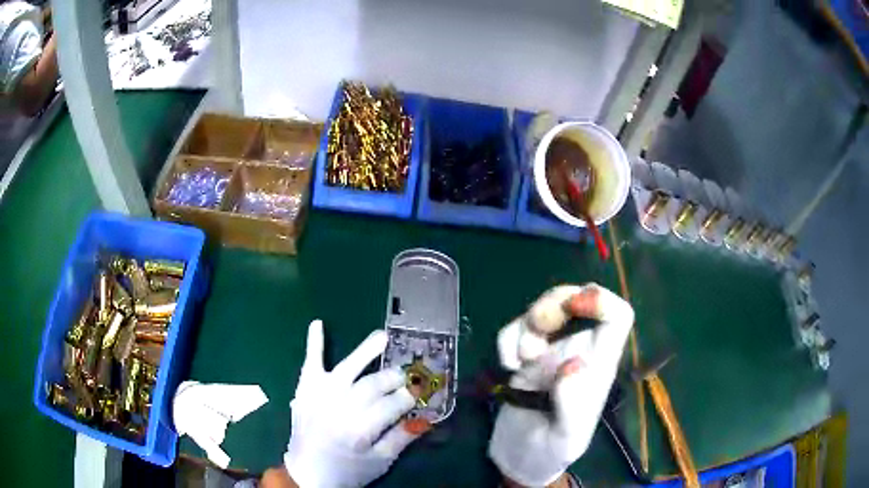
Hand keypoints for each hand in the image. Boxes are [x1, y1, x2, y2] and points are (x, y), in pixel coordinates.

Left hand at [283, 320, 429, 487]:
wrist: (307, 475)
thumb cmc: (347, 472)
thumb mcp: (380, 462)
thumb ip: (401, 438)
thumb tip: (425, 417)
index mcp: (359, 431)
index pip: (391, 405)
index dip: (408, 398)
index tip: (419, 393)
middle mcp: (338, 409)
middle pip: (371, 385)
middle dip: (392, 378)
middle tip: (405, 375)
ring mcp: (319, 397)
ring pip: (347, 369)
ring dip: (365, 351)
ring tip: (383, 337)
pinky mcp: (304, 392)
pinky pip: (310, 364)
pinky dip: (313, 344)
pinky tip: (317, 323)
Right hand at [489, 284, 633, 486]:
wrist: (519, 459)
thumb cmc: (549, 452)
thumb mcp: (566, 437)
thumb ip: (572, 404)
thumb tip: (573, 363)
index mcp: (599, 366)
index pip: (618, 317)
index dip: (602, 300)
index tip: (574, 304)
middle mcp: (579, 351)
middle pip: (577, 299)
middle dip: (554, 303)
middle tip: (536, 326)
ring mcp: (551, 353)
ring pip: (545, 309)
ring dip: (526, 325)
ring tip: (517, 362)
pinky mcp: (525, 359)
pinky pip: (516, 330)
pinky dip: (507, 339)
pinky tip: (507, 366)